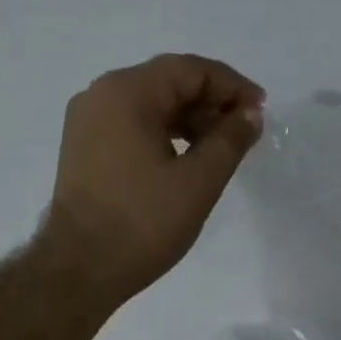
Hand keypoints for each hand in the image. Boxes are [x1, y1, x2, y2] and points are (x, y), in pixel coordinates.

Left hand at [38, 53, 265, 309]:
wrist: (80, 270)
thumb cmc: (142, 224)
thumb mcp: (198, 182)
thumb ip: (230, 141)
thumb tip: (250, 114)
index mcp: (127, 92)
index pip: (190, 70)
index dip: (232, 86)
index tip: (260, 111)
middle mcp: (100, 95)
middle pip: (167, 83)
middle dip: (210, 103)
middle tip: (243, 133)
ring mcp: (86, 123)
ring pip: (148, 107)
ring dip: (187, 121)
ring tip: (219, 150)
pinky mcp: (82, 151)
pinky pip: (130, 128)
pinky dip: (162, 136)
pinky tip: (184, 161)